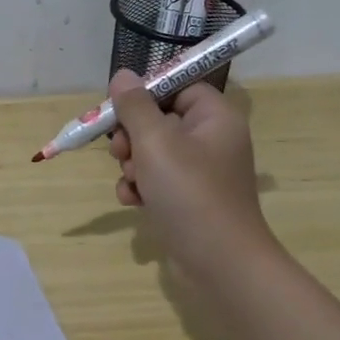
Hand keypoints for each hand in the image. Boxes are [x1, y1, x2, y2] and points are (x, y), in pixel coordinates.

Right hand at [108, 71, 272, 274]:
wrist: (219, 263)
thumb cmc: (190, 193)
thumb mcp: (156, 142)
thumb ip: (135, 106)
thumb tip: (123, 75)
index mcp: (214, 117)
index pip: (178, 86)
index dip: (147, 95)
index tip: (119, 109)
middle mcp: (212, 140)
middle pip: (159, 120)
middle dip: (132, 136)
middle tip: (120, 150)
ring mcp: (201, 172)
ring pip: (152, 152)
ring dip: (132, 164)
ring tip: (131, 182)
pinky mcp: (189, 199)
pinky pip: (157, 180)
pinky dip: (141, 187)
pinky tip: (133, 201)